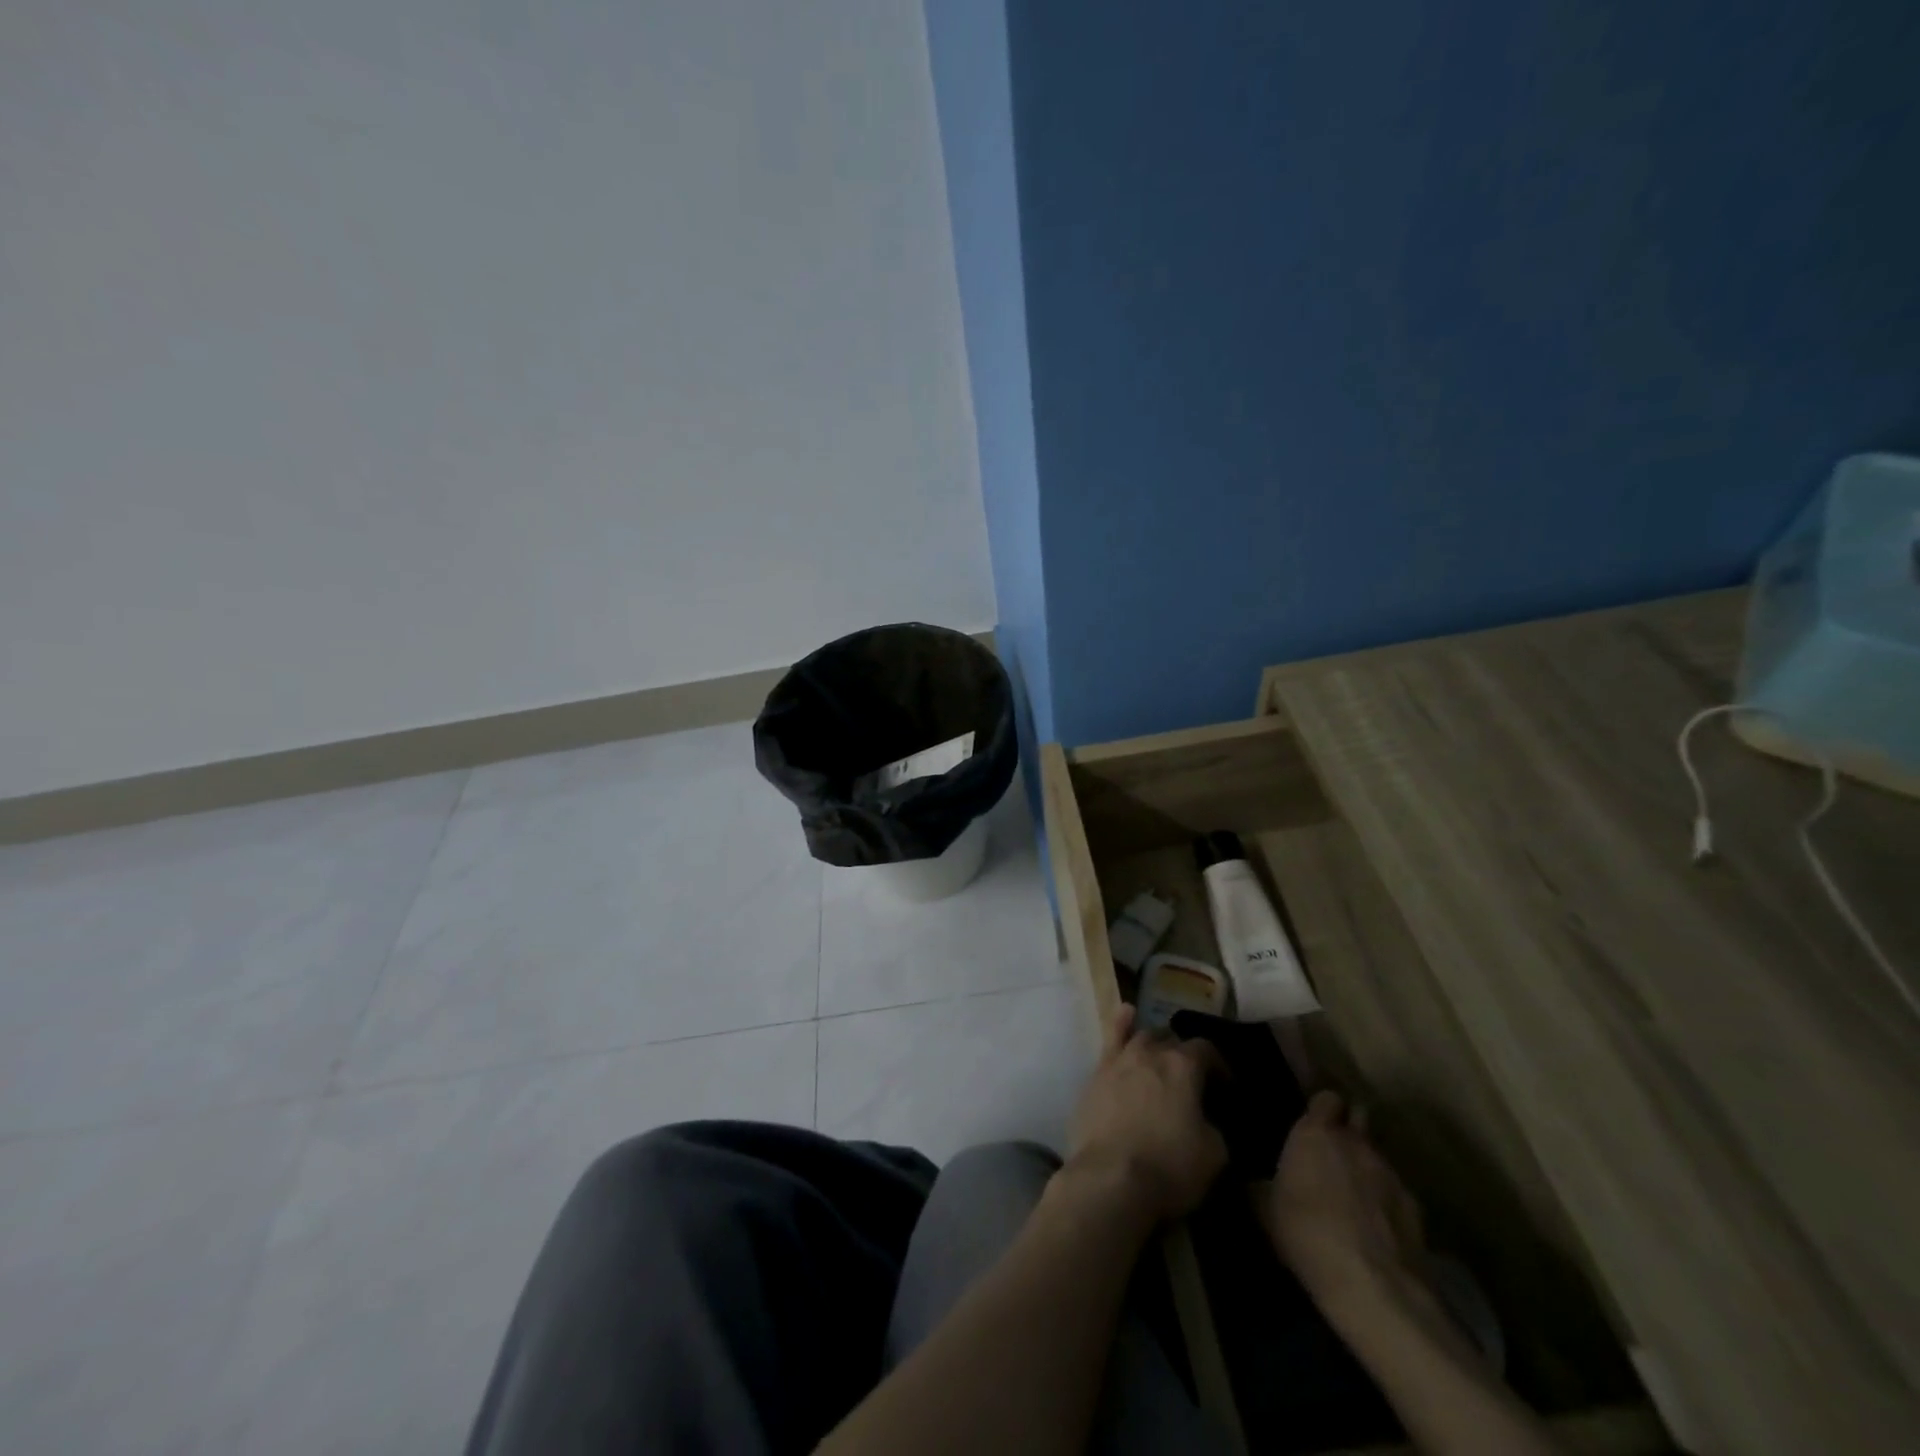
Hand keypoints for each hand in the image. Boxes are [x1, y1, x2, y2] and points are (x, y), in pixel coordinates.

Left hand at [1065, 1005, 1226, 1223]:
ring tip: (1161, 1053)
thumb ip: (1214, 1126)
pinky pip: (1110, 1040)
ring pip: (1140, 1036)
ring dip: (1155, 1043)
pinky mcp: (1096, 1075)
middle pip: (1171, 1041)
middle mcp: (1150, 1052)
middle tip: (1191, 1080)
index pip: (1207, 1050)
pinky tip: (1126, 1014)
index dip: (1219, 1066)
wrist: (1110, 1178)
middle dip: (1184, 1055)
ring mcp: (1119, 1060)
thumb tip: (1206, 1119)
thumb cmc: (1169, 1167)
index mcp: (1183, 1066)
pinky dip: (1120, 1025)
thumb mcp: (1214, 1154)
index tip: (1226, 1088)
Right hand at [1259, 1091, 1425, 1310]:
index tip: (1313, 1123)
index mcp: (1315, 1133)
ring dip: (1367, 1168)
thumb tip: (1257, 1181)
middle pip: (1358, 1119)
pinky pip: (1397, 1193)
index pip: (1326, 1099)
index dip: (1322, 1109)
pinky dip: (1387, 1202)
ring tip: (1355, 1196)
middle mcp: (1355, 1143)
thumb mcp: (1266, 1209)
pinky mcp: (1416, 1209)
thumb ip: (1263, 1185)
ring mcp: (1390, 1174)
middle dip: (1349, 1130)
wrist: (1371, 1284)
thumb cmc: (1305, 1232)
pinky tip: (1378, 1227)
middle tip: (1334, 1153)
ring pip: (1378, 1157)